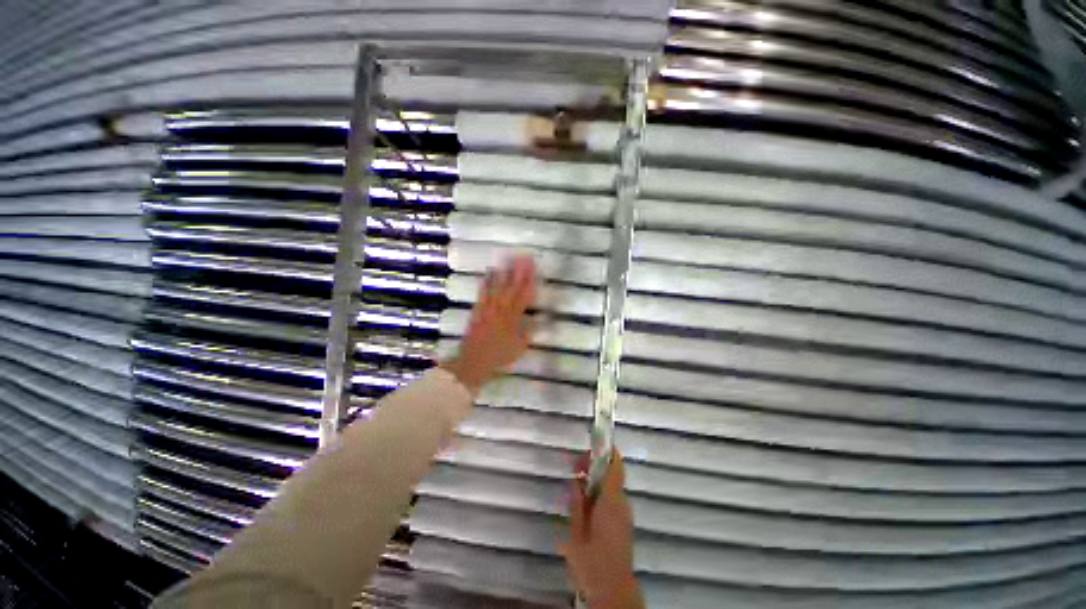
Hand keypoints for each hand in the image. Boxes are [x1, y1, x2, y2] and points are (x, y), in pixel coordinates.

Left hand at [440, 255, 536, 396]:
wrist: (474, 362)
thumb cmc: (500, 357)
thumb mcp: (520, 347)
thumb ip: (529, 331)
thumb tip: (539, 318)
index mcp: (514, 318)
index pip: (524, 295)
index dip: (530, 280)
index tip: (534, 267)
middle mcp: (501, 310)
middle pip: (512, 288)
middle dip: (519, 271)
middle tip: (523, 256)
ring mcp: (488, 309)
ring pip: (497, 287)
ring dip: (503, 272)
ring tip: (507, 258)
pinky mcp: (477, 311)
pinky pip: (482, 294)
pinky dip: (486, 283)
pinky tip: (488, 273)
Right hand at [562, 451, 643, 608]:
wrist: (613, 590)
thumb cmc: (592, 560)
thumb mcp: (576, 530)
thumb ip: (577, 502)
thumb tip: (577, 480)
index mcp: (610, 500)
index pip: (615, 465)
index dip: (607, 450)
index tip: (593, 443)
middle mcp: (622, 502)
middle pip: (612, 473)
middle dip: (595, 466)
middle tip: (576, 467)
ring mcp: (626, 513)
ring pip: (612, 486)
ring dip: (596, 480)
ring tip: (577, 485)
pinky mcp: (625, 523)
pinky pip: (613, 499)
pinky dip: (601, 493)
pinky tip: (586, 504)